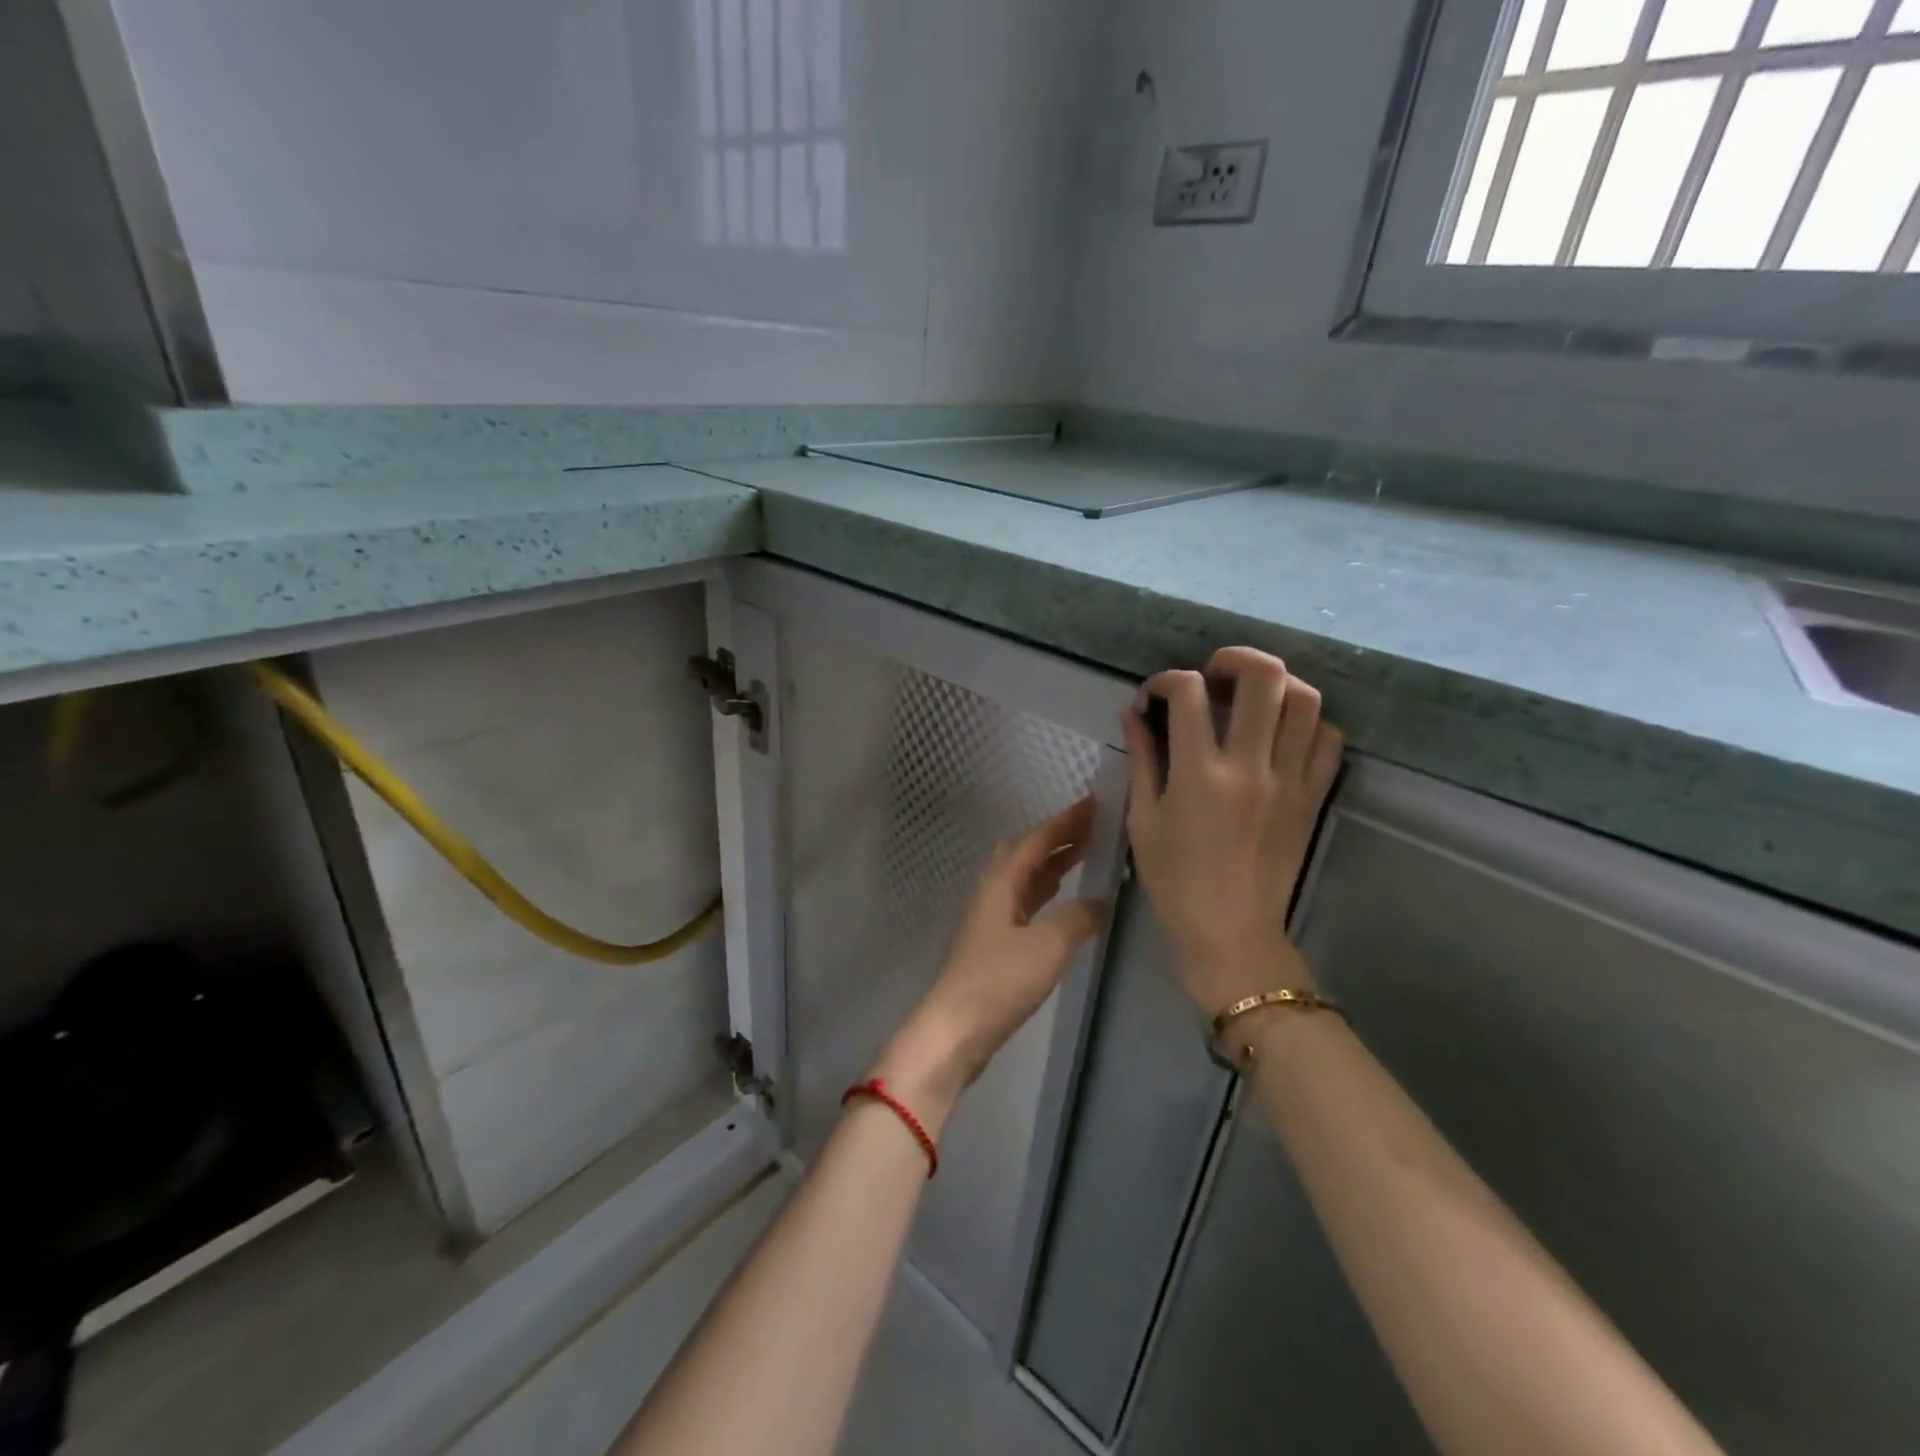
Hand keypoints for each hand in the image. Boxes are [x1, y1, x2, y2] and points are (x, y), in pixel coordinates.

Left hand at [872, 798, 1104, 1133]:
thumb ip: (1078, 918)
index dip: (1066, 821)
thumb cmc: (999, 981)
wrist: (956, 1030)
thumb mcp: (1048, 946)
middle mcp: (993, 891)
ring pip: (1026, 877)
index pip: (1037, 840)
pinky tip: (1064, 899)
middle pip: (1028, 853)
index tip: (1094, 803)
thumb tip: (1100, 899)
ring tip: (1087, 854)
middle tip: (1096, 828)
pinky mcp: (996, 942)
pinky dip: (1048, 891)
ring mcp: (992, 917)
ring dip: (1054, 863)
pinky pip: (1027, 902)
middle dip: (1060, 838)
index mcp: (1001, 882)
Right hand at [1121, 647, 1343, 1016]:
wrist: (1230, 932)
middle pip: (1263, 678)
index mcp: (1199, 774)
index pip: (1188, 693)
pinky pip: (1328, 742)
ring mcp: (1290, 781)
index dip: (1167, 680)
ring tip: (1254, 696)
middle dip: (1235, 658)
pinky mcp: (1313, 798)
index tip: (1156, 694)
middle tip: (1215, 672)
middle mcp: (1250, 767)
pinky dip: (1309, 723)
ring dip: (1278, 685)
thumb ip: (1143, 758)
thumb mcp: (1144, 819)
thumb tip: (1133, 713)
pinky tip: (1283, 732)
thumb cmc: (1174, 880)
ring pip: (1306, 702)